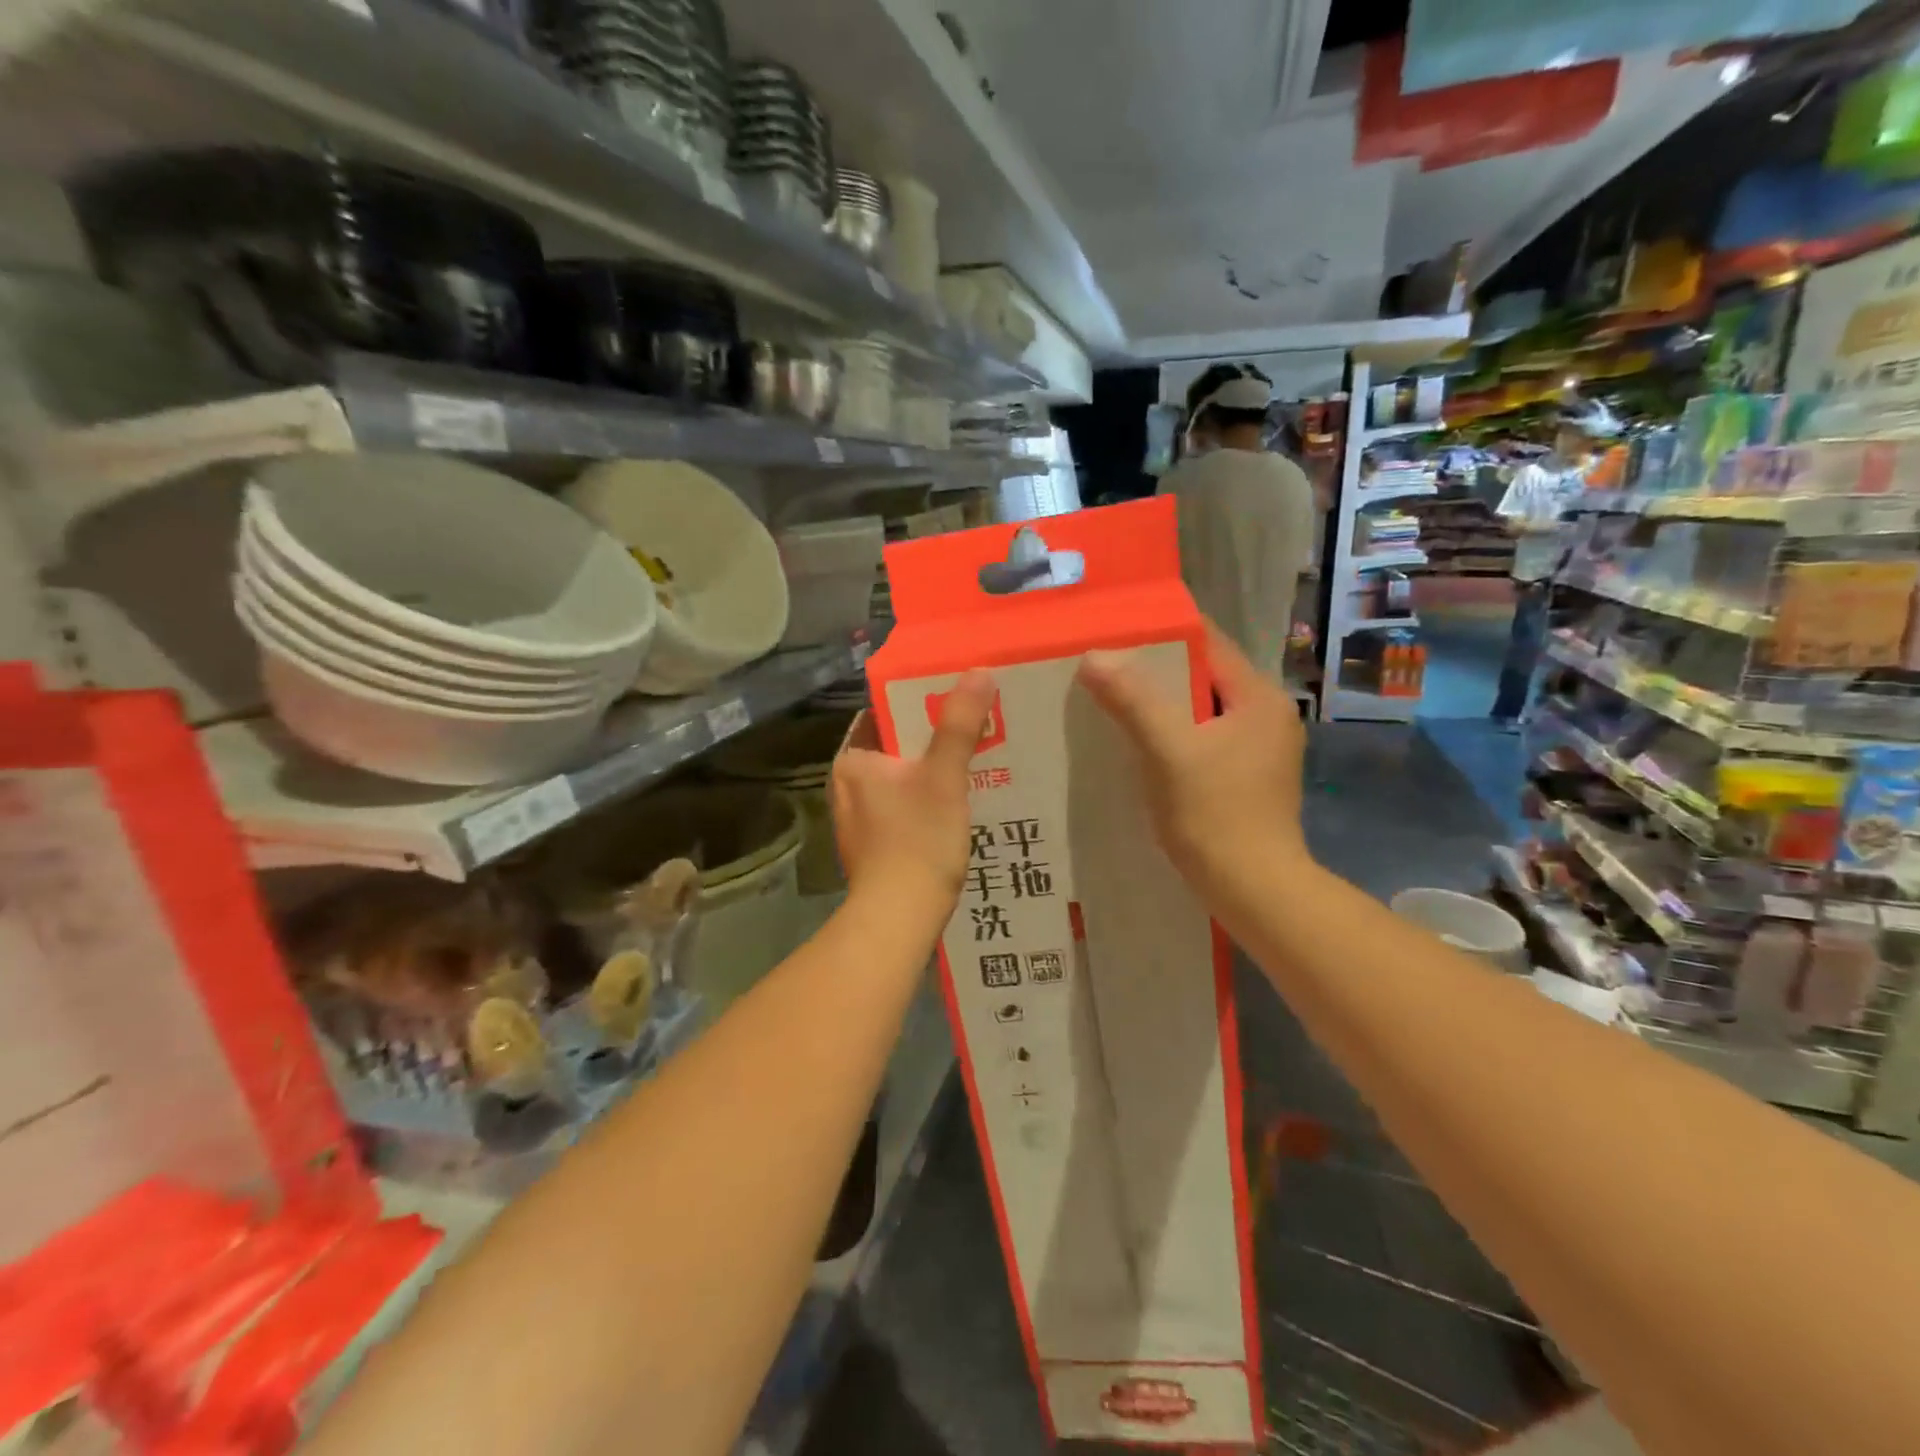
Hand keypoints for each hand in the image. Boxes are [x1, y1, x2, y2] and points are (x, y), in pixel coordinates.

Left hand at [831, 671, 996, 915]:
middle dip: (933, 739)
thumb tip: (978, 671)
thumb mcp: (944, 776)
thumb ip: (959, 723)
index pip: (884, 713)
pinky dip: (927, 800)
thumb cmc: (917, 840)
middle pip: (896, 746)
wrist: (899, 918)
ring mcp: (857, 817)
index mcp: (852, 760)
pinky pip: (903, 806)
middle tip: (976, 728)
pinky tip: (957, 805)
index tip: (956, 698)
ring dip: (933, 771)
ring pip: (902, 778)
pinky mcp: (873, 844)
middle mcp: (846, 784)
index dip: (920, 702)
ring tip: (975, 761)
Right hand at [1077, 622, 1307, 893]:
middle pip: (1202, 677)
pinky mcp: (1247, 778)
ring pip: (1200, 711)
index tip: (1114, 634)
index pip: (1208, 644)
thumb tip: (1094, 656)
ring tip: (1111, 703)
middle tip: (1103, 670)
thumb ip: (1133, 699)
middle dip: (1153, 673)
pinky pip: (1202, 740)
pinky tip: (1137, 746)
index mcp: (1259, 698)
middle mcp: (1266, 716)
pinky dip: (1171, 736)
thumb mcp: (1168, 750)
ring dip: (1160, 707)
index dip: (1161, 635)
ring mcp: (1259, 749)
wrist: (1255, 891)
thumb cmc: (1215, 815)